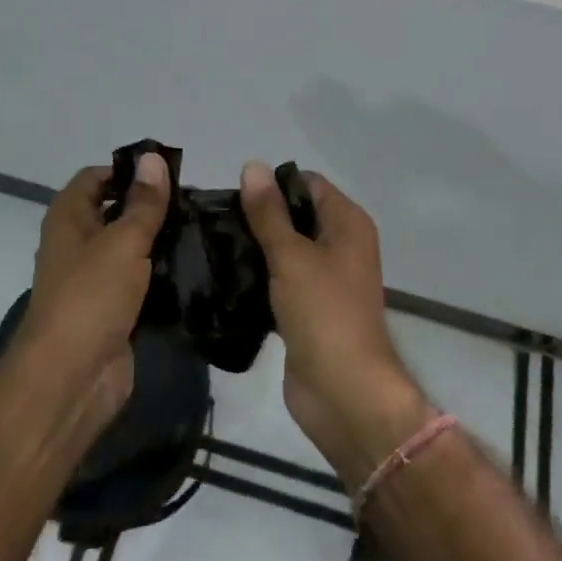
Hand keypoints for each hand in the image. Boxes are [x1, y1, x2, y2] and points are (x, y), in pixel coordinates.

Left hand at [16, 153, 169, 430]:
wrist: (71, 380)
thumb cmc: (90, 296)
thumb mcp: (123, 240)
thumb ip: (144, 202)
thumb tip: (153, 157)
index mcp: (68, 218)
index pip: (96, 177)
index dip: (128, 171)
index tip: (169, 173)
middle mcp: (78, 244)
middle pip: (116, 211)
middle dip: (151, 206)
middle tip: (196, 201)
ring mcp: (95, 280)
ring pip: (131, 248)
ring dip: (160, 241)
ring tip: (203, 229)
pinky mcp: (113, 311)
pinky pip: (140, 282)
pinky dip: (162, 275)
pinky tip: (196, 268)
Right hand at [240, 163, 431, 488]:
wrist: (343, 394)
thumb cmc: (324, 313)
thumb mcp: (291, 256)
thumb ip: (268, 213)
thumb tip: (253, 165)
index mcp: (347, 223)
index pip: (307, 184)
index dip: (273, 185)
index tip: (234, 196)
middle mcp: (341, 245)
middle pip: (296, 216)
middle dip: (260, 217)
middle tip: (216, 222)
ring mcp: (326, 280)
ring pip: (285, 250)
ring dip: (256, 249)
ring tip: (214, 246)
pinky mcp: (308, 310)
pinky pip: (280, 281)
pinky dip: (259, 279)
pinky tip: (226, 278)